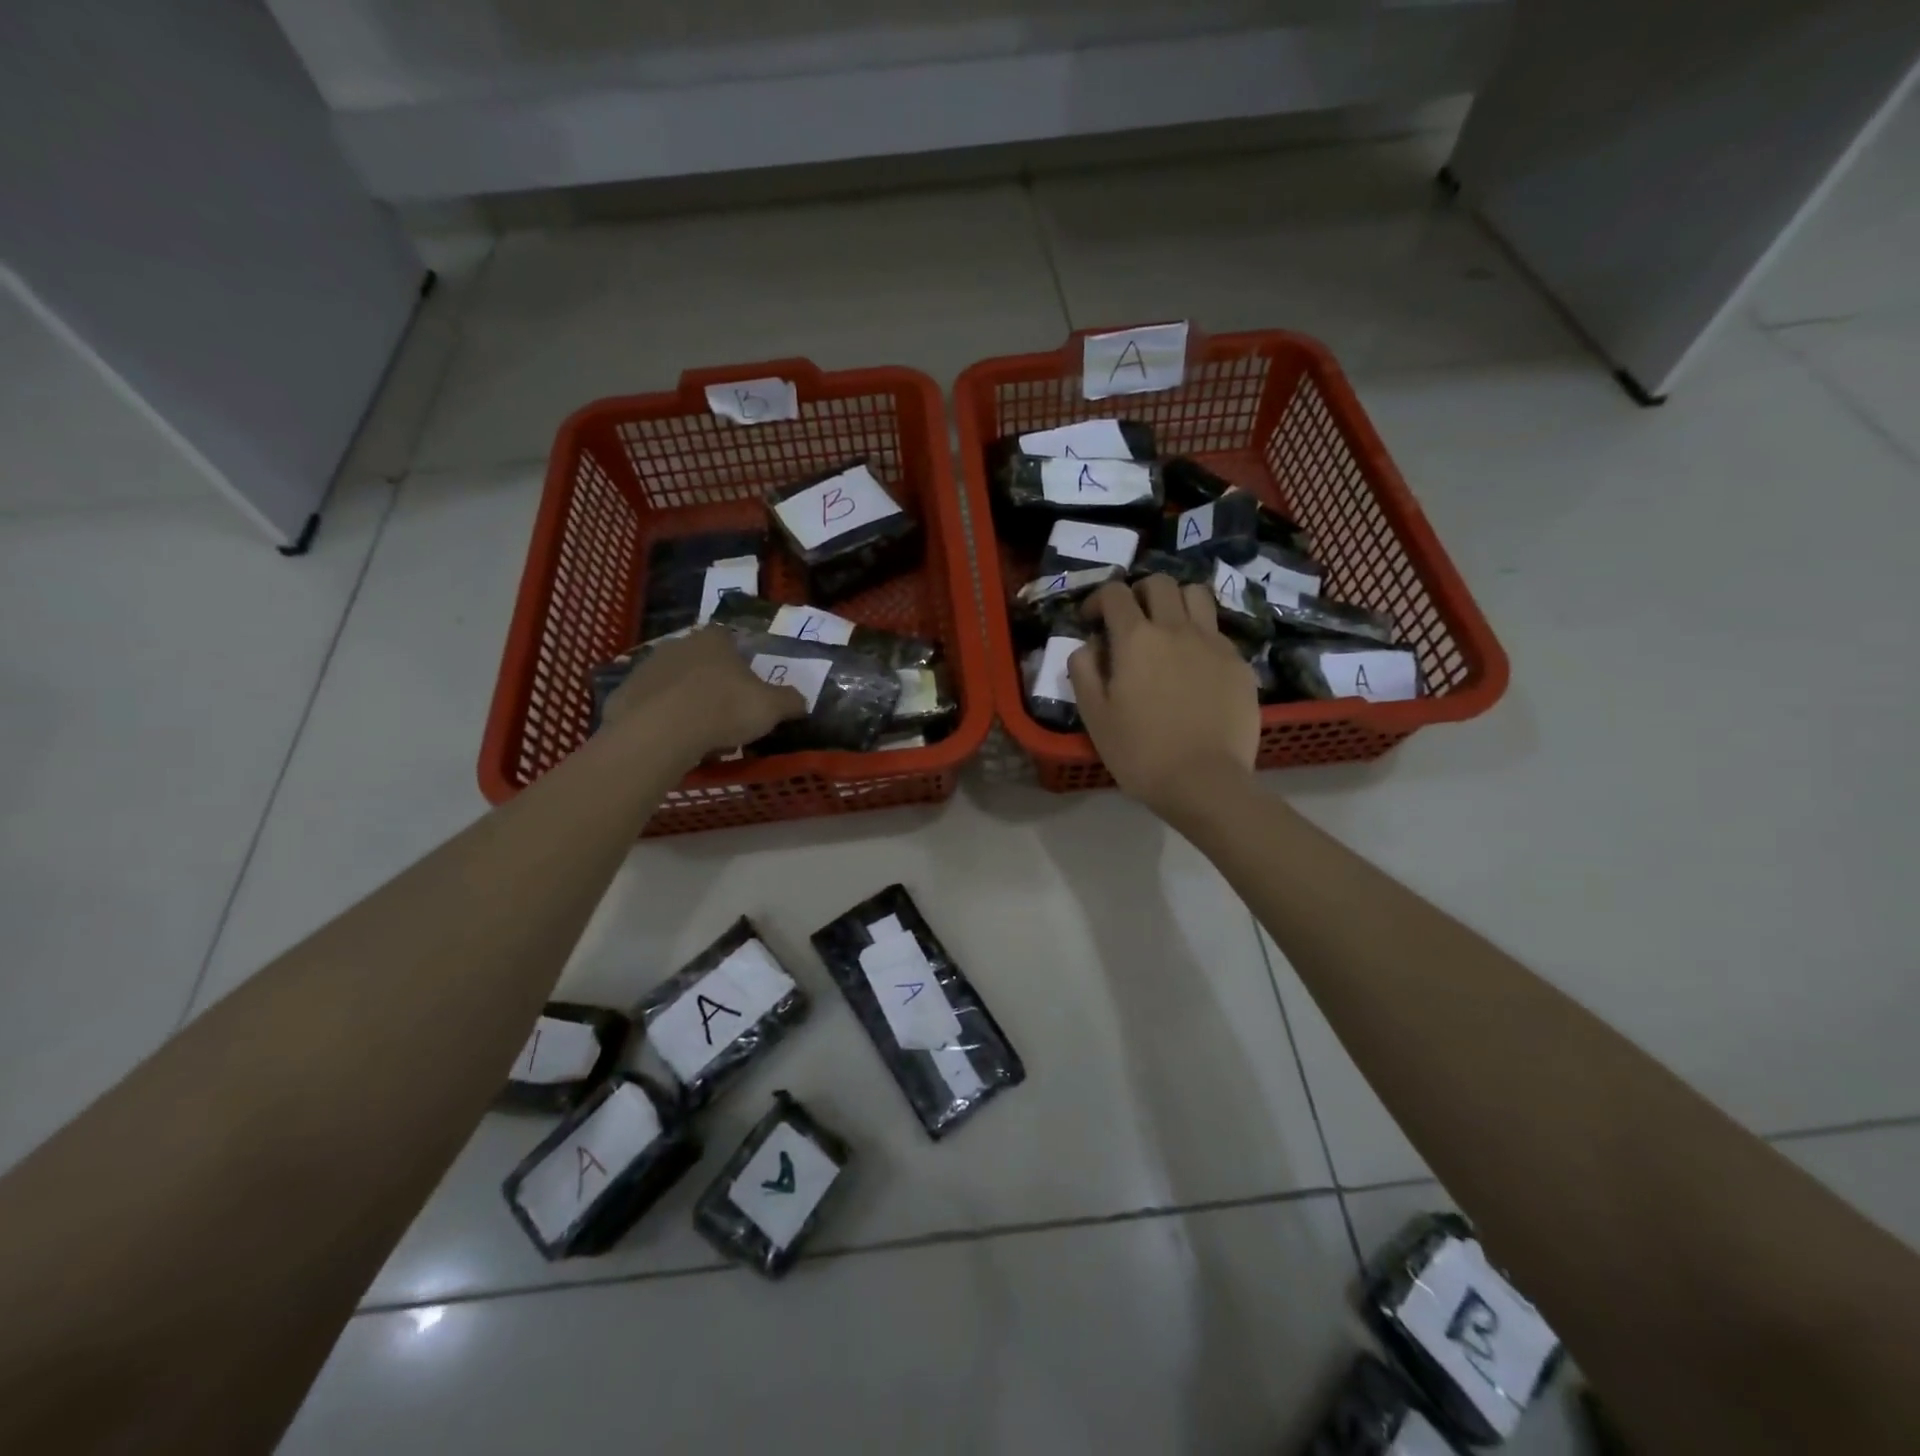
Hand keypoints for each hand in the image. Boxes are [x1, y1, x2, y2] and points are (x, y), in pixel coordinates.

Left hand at [602, 628, 806, 765]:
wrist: (660, 731)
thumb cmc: (724, 708)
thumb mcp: (771, 707)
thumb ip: (790, 701)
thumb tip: (802, 702)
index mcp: (715, 639)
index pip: (729, 639)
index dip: (740, 661)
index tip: (747, 686)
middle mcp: (679, 643)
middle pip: (700, 659)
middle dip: (711, 680)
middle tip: (725, 710)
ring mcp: (648, 666)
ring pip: (673, 681)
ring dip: (684, 698)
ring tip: (698, 730)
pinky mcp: (625, 693)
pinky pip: (650, 703)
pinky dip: (660, 716)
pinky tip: (671, 738)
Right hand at [1068, 576, 1259, 821]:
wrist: (1204, 781)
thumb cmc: (1140, 752)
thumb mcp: (1094, 716)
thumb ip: (1083, 671)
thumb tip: (1087, 645)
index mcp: (1136, 639)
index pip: (1115, 593)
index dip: (1098, 600)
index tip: (1092, 620)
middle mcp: (1176, 628)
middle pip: (1159, 583)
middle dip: (1138, 593)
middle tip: (1130, 620)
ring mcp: (1214, 643)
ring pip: (1196, 594)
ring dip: (1176, 602)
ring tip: (1167, 629)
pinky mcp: (1239, 663)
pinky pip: (1217, 631)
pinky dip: (1200, 634)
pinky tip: (1194, 665)